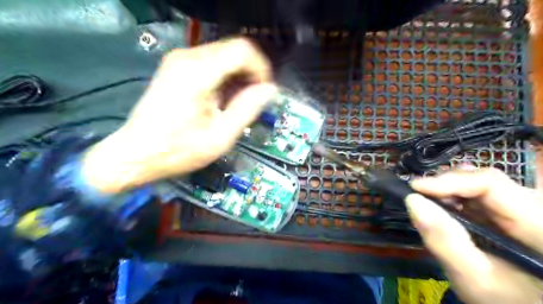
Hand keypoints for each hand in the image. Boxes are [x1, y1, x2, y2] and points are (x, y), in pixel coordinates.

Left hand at [82, 39, 276, 192]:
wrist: (135, 153)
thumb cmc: (178, 150)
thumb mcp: (220, 137)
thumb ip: (247, 109)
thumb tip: (269, 90)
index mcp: (198, 73)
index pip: (243, 50)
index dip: (261, 69)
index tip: (263, 92)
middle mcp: (187, 57)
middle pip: (235, 50)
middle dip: (250, 74)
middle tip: (251, 102)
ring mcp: (179, 60)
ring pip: (225, 55)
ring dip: (238, 77)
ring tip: (235, 105)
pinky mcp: (176, 67)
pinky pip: (212, 62)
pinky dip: (224, 78)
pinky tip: (221, 100)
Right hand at [408, 169, 542, 303]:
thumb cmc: (504, 301)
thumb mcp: (473, 279)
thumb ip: (445, 241)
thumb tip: (412, 200)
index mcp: (542, 227)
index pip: (492, 185)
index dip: (450, 181)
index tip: (415, 187)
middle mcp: (540, 212)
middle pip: (490, 182)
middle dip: (448, 185)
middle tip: (419, 194)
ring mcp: (531, 211)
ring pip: (487, 186)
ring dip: (453, 190)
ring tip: (429, 199)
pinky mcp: (518, 214)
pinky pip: (487, 196)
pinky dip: (460, 198)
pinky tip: (447, 205)